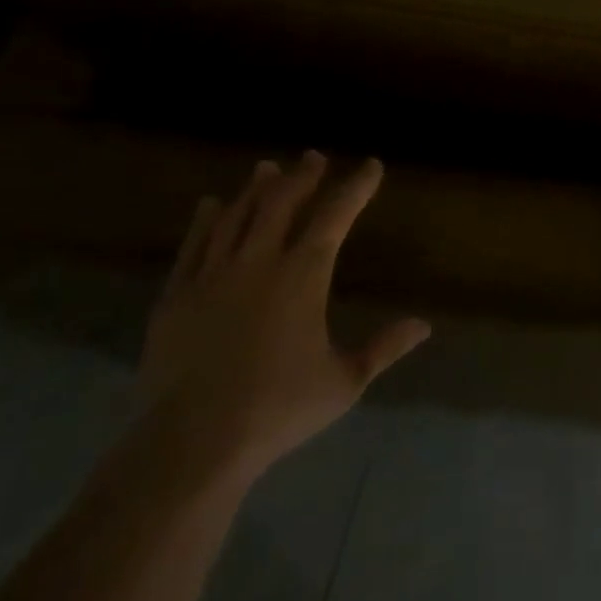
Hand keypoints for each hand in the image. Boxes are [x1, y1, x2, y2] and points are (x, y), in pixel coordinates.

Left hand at [139, 154, 430, 484]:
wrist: (191, 443)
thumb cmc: (277, 410)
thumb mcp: (344, 382)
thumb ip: (384, 348)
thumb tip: (424, 325)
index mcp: (303, 276)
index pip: (335, 216)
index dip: (355, 187)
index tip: (371, 166)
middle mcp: (258, 263)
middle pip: (282, 203)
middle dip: (302, 176)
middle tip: (314, 157)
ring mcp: (212, 276)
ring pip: (237, 216)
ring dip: (256, 189)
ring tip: (268, 168)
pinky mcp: (176, 296)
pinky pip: (193, 245)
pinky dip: (205, 221)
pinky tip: (211, 204)